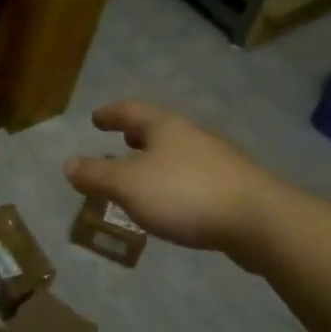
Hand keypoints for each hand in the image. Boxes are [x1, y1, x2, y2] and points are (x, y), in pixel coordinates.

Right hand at [65, 101, 285, 260]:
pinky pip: (195, 175)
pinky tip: (174, 202)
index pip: (131, 110)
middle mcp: (192, 134)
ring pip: (179, 151)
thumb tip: (69, 164)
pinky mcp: (236, 186)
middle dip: (138, 134)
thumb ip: (97, 175)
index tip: (96, 118)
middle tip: (121, 139)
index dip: (111, 114)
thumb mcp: (129, 185)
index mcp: (165, 126)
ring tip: (143, 175)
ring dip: (158, 159)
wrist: (262, 221)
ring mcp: (218, 159)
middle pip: (159, 128)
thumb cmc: (186, 194)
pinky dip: (176, 181)